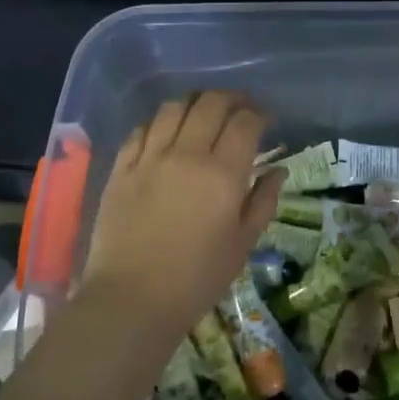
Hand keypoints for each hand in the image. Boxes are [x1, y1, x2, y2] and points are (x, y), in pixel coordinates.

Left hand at [78, 92, 281, 353]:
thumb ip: (263, 201)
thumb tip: (277, 170)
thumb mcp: (243, 244)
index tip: (267, 120)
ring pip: (174, 107)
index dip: (260, 114)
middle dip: (232, 99)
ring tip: (203, 114)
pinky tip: (166, 134)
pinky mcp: (121, 168)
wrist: (131, 300)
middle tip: (240, 109)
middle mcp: (186, 154)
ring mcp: (149, 157)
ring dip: (195, 103)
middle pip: (211, 103)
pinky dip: (159, 123)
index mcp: (222, 173)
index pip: (245, 122)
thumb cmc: (197, 279)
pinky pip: (141, 129)